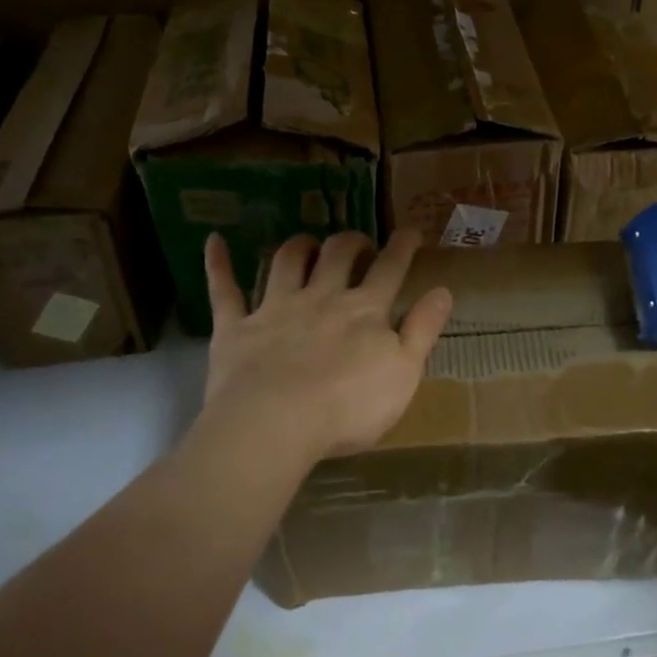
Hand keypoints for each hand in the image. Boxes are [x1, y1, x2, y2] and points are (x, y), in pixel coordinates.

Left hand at [199, 229, 452, 459]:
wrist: (274, 425)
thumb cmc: (348, 407)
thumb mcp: (404, 374)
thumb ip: (423, 330)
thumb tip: (443, 290)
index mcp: (364, 310)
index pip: (390, 268)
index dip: (403, 246)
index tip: (412, 230)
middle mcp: (321, 297)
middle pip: (338, 255)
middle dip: (351, 242)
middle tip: (359, 244)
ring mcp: (276, 309)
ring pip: (288, 261)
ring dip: (300, 246)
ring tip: (308, 243)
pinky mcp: (236, 328)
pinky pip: (224, 290)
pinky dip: (218, 264)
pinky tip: (214, 241)